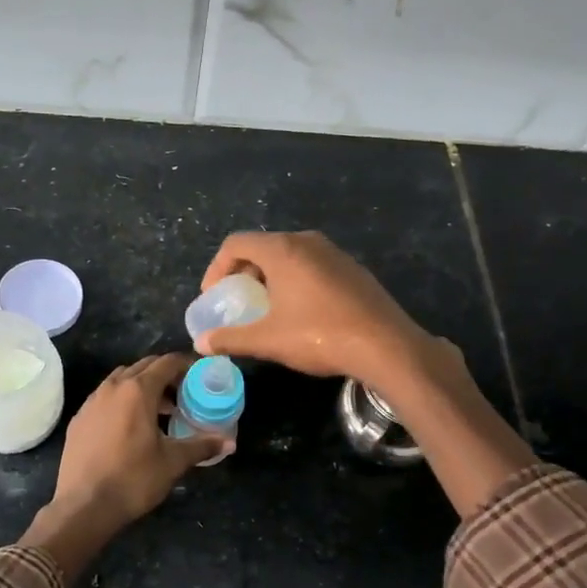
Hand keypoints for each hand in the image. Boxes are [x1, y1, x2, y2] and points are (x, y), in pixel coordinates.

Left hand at [54, 354, 221, 525]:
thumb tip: (230, 443)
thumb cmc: (133, 479)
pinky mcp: (79, 419)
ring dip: (142, 386)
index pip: (166, 363)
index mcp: (137, 391)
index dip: (186, 365)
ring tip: (158, 410)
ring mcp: (91, 402)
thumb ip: (201, 446)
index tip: (200, 375)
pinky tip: (129, 426)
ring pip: (121, 380)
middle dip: (165, 375)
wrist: (83, 506)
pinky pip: (104, 397)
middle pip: (143, 367)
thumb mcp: (173, 462)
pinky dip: (121, 400)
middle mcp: (112, 387)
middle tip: (183, 393)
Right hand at [195, 231, 433, 391]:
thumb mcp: (268, 340)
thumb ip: (231, 338)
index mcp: (283, 250)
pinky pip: (312, 265)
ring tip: (266, 307)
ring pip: (289, 255)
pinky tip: (301, 311)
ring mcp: (334, 253)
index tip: (214, 296)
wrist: (386, 345)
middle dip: (242, 273)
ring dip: (270, 277)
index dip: (216, 268)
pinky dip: (295, 280)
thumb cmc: (320, 335)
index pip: (236, 243)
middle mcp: (307, 242)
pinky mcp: (352, 269)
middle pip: (262, 247)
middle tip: (237, 302)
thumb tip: (201, 343)